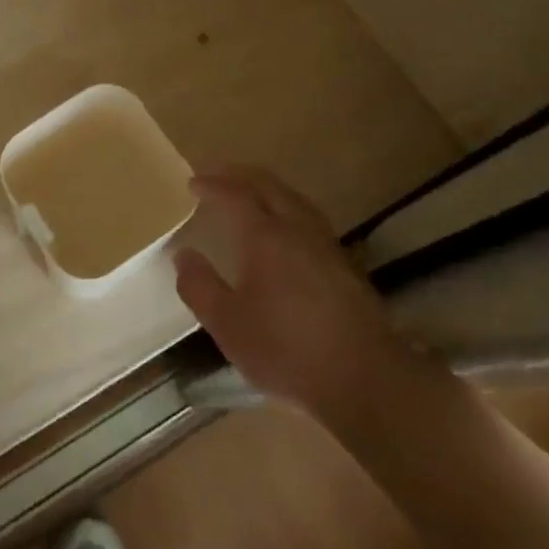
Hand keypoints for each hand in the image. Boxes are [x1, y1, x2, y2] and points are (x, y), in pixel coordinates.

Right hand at [174, 166, 397, 411]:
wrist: (364, 376)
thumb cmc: (287, 349)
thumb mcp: (228, 325)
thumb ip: (200, 287)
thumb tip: (183, 255)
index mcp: (265, 236)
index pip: (235, 195)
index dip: (212, 185)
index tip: (193, 182)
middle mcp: (296, 228)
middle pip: (267, 185)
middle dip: (238, 174)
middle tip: (215, 172)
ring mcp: (324, 243)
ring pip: (292, 197)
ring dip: (265, 186)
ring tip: (247, 190)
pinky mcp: (343, 262)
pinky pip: (306, 215)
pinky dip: (285, 205)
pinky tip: (282, 225)